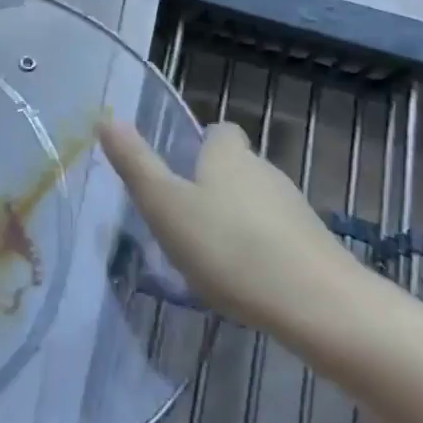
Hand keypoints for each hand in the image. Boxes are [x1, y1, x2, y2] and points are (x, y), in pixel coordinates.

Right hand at [99, 118, 384, 344]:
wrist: (316, 304)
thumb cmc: (228, 247)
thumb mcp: (165, 205)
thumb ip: (135, 164)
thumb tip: (107, 119)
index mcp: (228, 155)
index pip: (219, 131)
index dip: (201, 145)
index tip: (180, 172)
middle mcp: (264, 170)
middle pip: (237, 167)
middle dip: (213, 187)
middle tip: (183, 221)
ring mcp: (294, 208)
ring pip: (256, 203)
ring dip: (236, 220)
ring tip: (210, 256)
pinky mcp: (313, 245)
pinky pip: (276, 236)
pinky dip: (259, 249)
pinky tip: (244, 281)